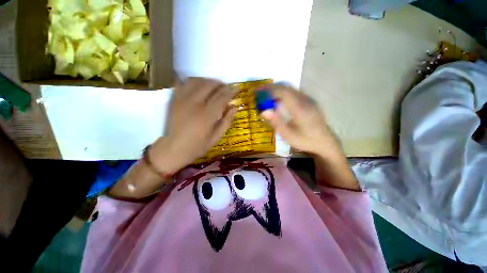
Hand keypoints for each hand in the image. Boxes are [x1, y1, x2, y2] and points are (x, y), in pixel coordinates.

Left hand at [150, 78, 236, 173]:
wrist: (172, 149)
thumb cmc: (197, 146)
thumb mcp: (216, 138)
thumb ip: (226, 121)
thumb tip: (234, 107)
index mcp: (207, 116)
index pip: (222, 97)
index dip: (230, 91)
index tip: (236, 88)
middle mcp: (195, 104)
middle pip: (210, 85)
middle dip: (220, 84)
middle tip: (226, 87)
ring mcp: (182, 100)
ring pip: (197, 81)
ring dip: (208, 81)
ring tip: (214, 86)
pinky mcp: (174, 99)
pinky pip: (183, 83)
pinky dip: (193, 81)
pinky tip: (198, 86)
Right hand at [261, 85, 338, 156]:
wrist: (324, 142)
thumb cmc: (305, 140)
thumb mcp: (288, 135)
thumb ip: (276, 122)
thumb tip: (264, 111)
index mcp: (300, 108)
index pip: (282, 92)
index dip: (268, 90)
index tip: (257, 91)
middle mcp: (305, 100)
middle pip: (286, 87)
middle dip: (271, 88)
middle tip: (259, 93)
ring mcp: (309, 99)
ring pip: (290, 88)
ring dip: (277, 90)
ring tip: (266, 96)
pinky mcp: (310, 101)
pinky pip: (294, 92)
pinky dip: (283, 93)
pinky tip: (278, 101)